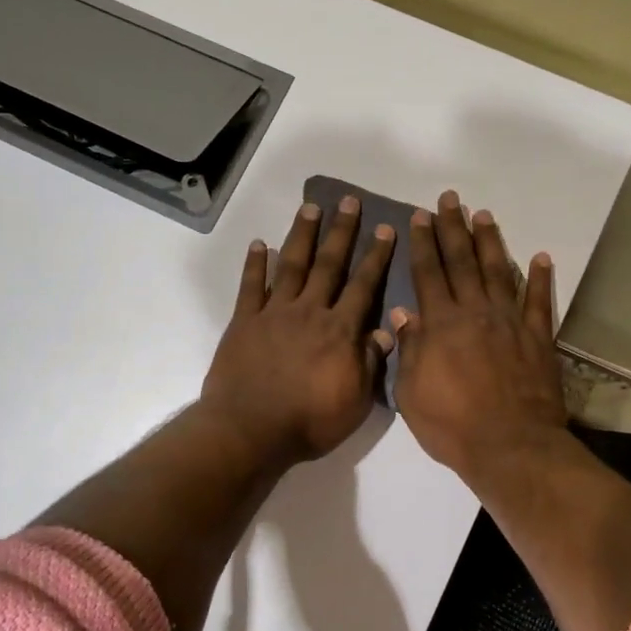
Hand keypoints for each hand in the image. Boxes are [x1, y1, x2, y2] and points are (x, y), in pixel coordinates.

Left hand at [200, 195, 397, 467]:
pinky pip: (250, 286)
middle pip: (329, 265)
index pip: (363, 286)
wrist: (251, 430)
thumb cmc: (309, 422)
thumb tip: (386, 331)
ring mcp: (274, 313)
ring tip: (310, 207)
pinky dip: (255, 264)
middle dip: (341, 232)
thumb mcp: (354, 401)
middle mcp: (309, 312)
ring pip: (292, 266)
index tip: (385, 229)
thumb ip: (369, 363)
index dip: (376, 257)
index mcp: (340, 331)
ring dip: (302, 235)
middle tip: (348, 201)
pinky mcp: (244, 322)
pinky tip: (260, 244)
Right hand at [392, 190, 568, 485]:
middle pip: (462, 261)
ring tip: (484, 214)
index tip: (420, 216)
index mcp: (441, 324)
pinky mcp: (538, 338)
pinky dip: (540, 277)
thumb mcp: (411, 392)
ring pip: (498, 271)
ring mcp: (510, 322)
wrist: (511, 446)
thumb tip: (402, 312)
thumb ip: (409, 349)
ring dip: (490, 241)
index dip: (423, 243)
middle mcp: (475, 312)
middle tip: (450, 199)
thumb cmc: (451, 425)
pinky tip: (540, 257)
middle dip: (453, 228)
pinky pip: (539, 301)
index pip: (428, 273)